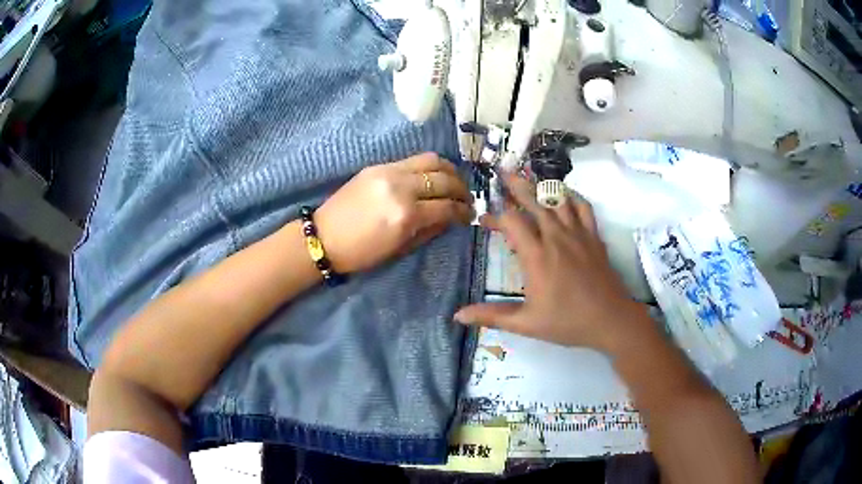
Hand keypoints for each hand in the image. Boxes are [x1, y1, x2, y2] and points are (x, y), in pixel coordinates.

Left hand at [315, 153, 473, 273]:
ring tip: (453, 182)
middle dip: (461, 189)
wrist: (324, 237)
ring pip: (431, 160)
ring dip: (449, 170)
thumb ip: (429, 230)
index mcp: (406, 214)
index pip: (447, 206)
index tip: (470, 215)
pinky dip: (429, 166)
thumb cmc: (361, 253)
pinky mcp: (378, 165)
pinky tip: (432, 176)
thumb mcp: (400, 249)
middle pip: (443, 179)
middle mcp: (401, 187)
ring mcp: (388, 172)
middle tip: (466, 198)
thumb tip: (450, 217)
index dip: (463, 211)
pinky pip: (412, 160)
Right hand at [454, 174, 650, 353]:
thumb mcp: (526, 323)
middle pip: (533, 201)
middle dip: (516, 185)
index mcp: (536, 256)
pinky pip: (583, 207)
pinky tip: (565, 195)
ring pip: (557, 199)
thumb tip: (459, 315)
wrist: (611, 320)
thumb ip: (492, 316)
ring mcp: (578, 234)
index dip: (495, 217)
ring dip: (541, 186)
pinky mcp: (594, 237)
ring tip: (529, 176)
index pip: (511, 222)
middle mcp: (556, 237)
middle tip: (503, 170)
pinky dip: (572, 197)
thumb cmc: (567, 323)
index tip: (484, 221)